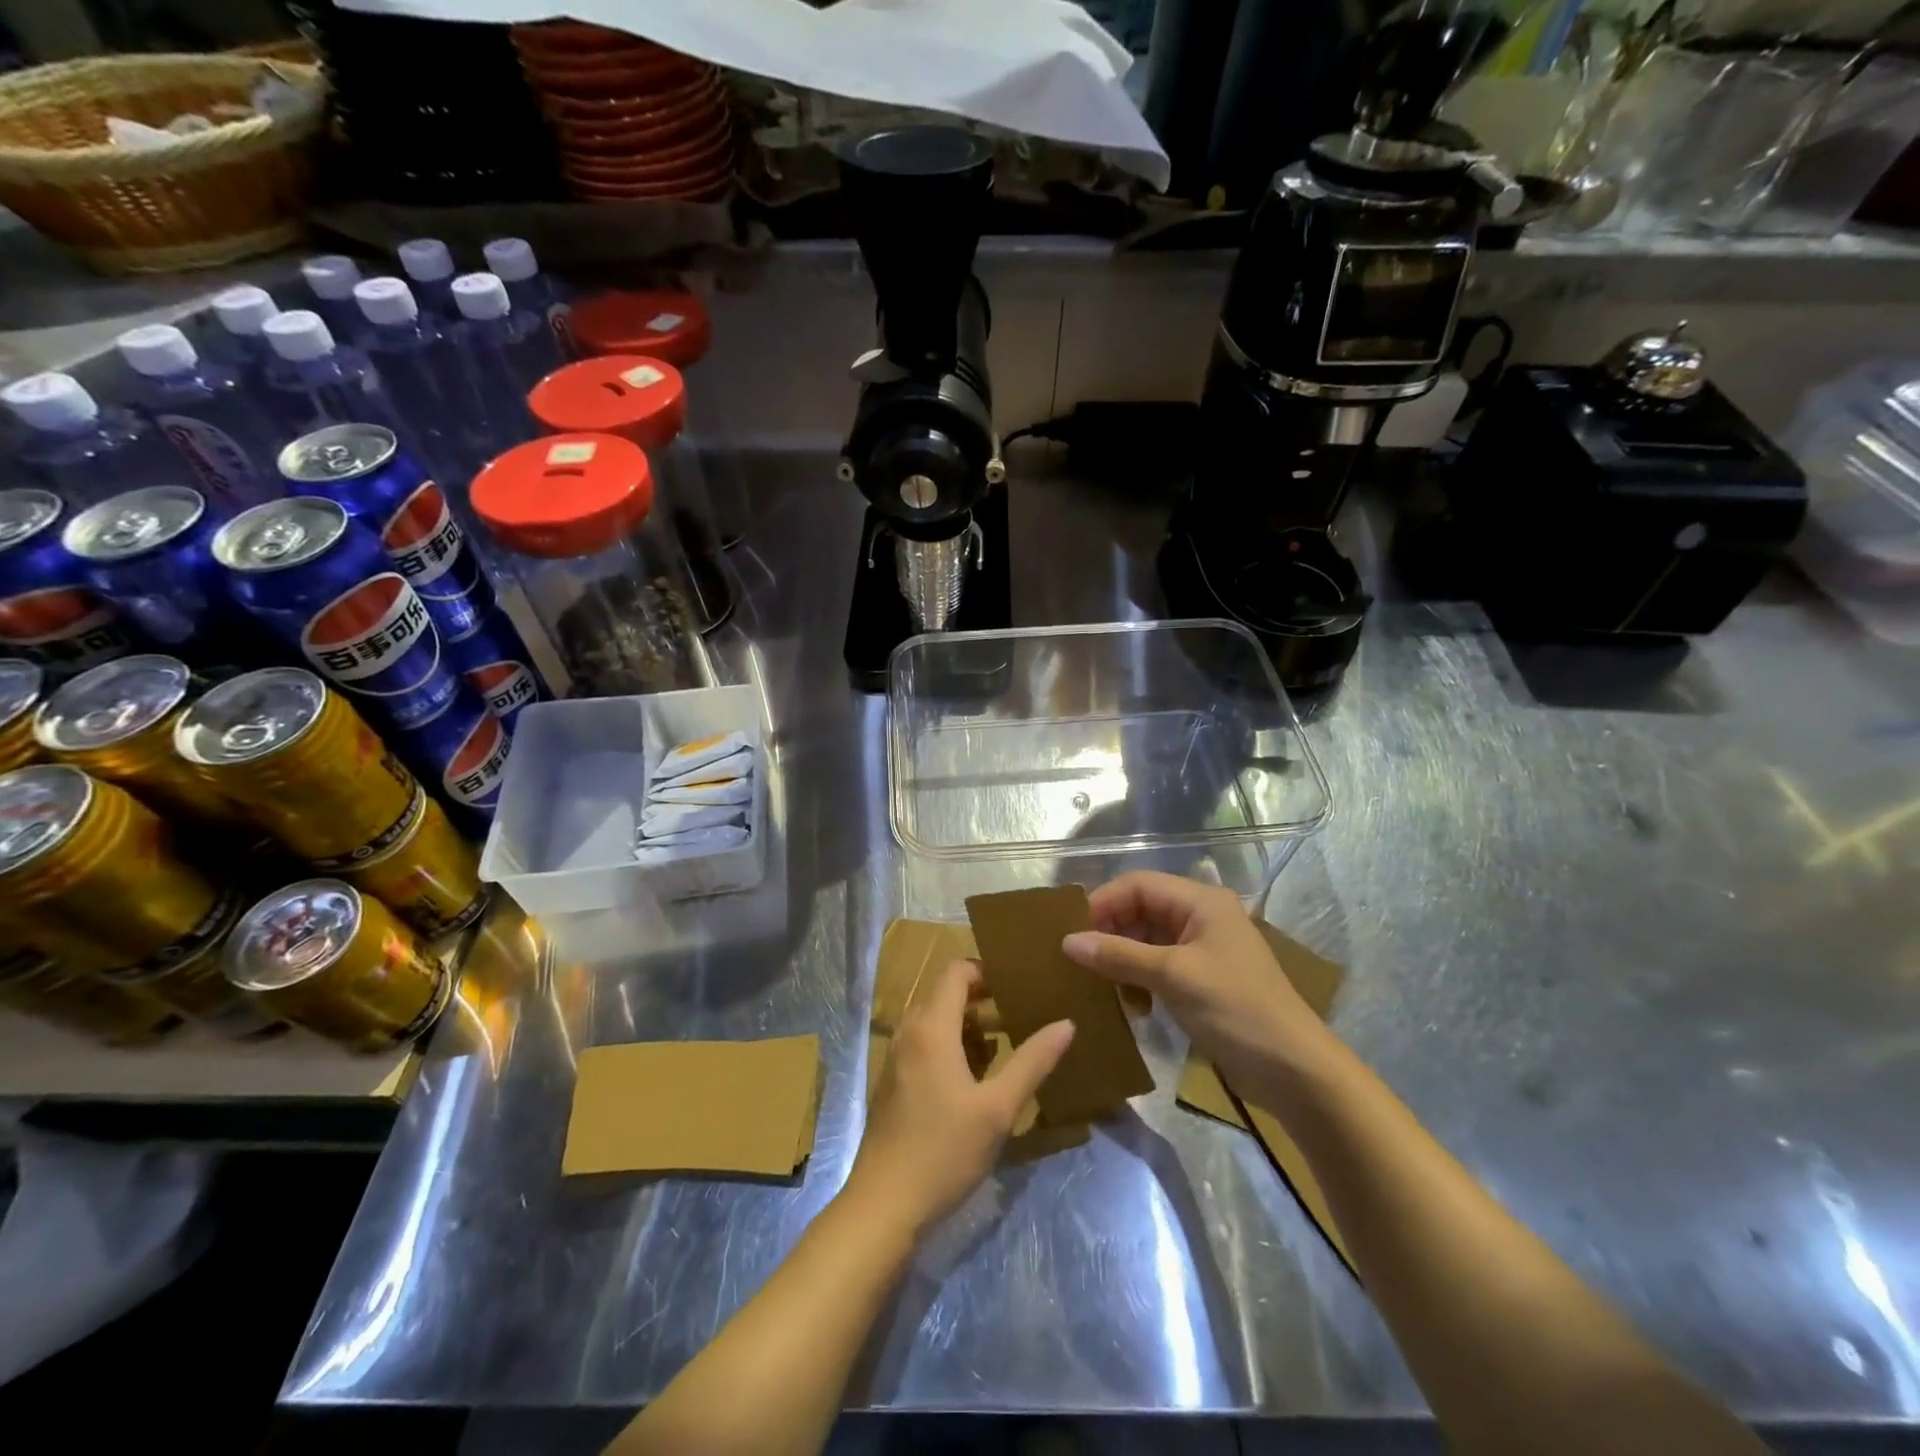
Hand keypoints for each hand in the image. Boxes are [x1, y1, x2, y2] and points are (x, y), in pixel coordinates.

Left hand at [845, 960, 1073, 1236]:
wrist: (883, 1205)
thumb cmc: (943, 1151)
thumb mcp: (998, 1108)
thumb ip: (1032, 1062)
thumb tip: (1066, 1024)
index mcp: (931, 1026)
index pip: (956, 970)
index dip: (987, 970)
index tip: (1021, 984)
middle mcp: (909, 1031)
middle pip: (947, 993)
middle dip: (984, 998)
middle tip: (1023, 1012)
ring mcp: (898, 1057)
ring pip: (937, 1020)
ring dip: (970, 1024)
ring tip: (1009, 1042)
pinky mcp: (895, 1081)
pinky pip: (927, 1043)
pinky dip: (953, 1045)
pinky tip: (980, 1076)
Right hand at [1063, 871, 1333, 1105]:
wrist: (1294, 1072)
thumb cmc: (1236, 1010)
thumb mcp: (1173, 977)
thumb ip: (1119, 955)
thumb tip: (1067, 941)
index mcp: (1201, 902)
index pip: (1138, 885)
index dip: (1103, 903)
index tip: (1072, 933)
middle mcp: (1200, 917)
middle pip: (1140, 910)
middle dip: (1109, 932)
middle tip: (1079, 961)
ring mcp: (1202, 950)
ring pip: (1145, 940)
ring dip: (1121, 960)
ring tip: (1101, 986)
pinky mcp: (1201, 981)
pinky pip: (1156, 967)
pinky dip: (1138, 980)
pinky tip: (1131, 1006)